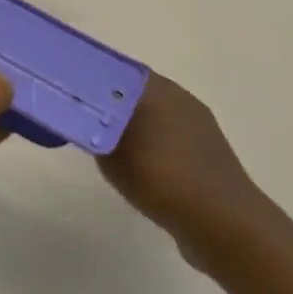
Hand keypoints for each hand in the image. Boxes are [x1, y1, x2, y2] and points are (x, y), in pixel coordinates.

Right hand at [99, 74, 266, 266]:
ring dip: (132, 127)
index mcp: (158, 89)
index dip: (92, 81)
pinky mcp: (207, 153)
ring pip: (155, 116)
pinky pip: (170, 140)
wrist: (221, 221)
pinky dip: (152, 147)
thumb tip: (87, 119)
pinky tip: (140, 170)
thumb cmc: (162, 178)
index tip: (71, 95)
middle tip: (83, 121)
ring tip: (107, 147)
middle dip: (110, 105)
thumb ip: (95, 131)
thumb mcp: (112, 155)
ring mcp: (198, 126)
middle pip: (135, 93)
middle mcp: (180, 98)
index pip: (117, 71)